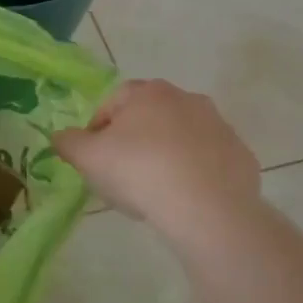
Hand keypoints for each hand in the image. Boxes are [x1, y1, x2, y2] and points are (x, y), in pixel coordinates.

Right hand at [52, 80, 262, 240]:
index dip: (97, 130)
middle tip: (122, 174)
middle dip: (134, 140)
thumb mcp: (87, 158)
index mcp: (148, 92)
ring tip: (154, 191)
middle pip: (148, 118)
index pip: (112, 102)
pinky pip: (207, 162)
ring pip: (180, 138)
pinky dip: (194, 174)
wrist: (207, 209)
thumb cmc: (139, 172)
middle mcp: (187, 99)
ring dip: (165, 156)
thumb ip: (68, 142)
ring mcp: (219, 126)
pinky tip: (183, 200)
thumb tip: (61, 137)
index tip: (94, 157)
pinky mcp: (241, 156)